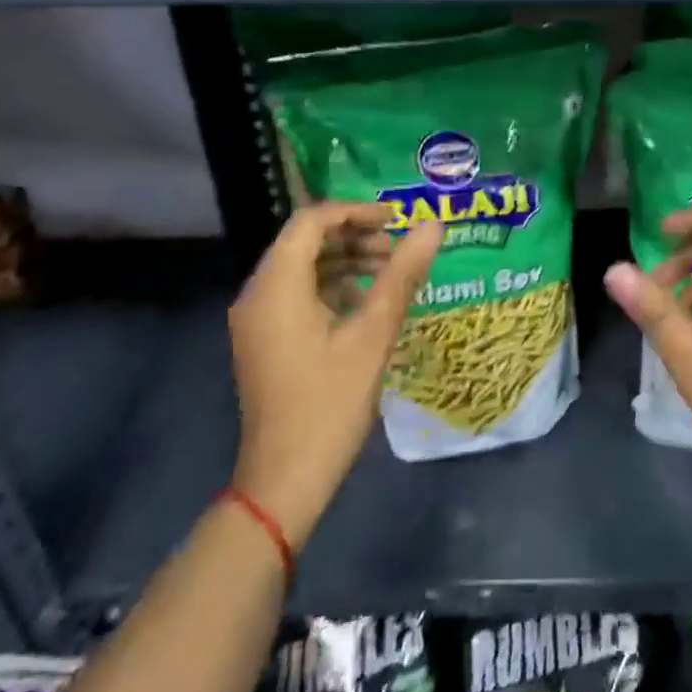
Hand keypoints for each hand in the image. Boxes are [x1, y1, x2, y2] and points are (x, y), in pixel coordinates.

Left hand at [229, 203, 441, 547]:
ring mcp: (257, 320)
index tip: (397, 218)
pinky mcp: (265, 340)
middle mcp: (257, 294)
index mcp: (276, 287)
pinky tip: (368, 305)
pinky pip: (298, 294)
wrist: (285, 480)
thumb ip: (402, 274)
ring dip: (346, 261)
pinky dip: (333, 287)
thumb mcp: (373, 334)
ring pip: (303, 268)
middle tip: (398, 249)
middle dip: (354, 236)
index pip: (311, 221)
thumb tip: (433, 226)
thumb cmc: (329, 403)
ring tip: (390, 273)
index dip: (355, 211)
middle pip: (305, 242)